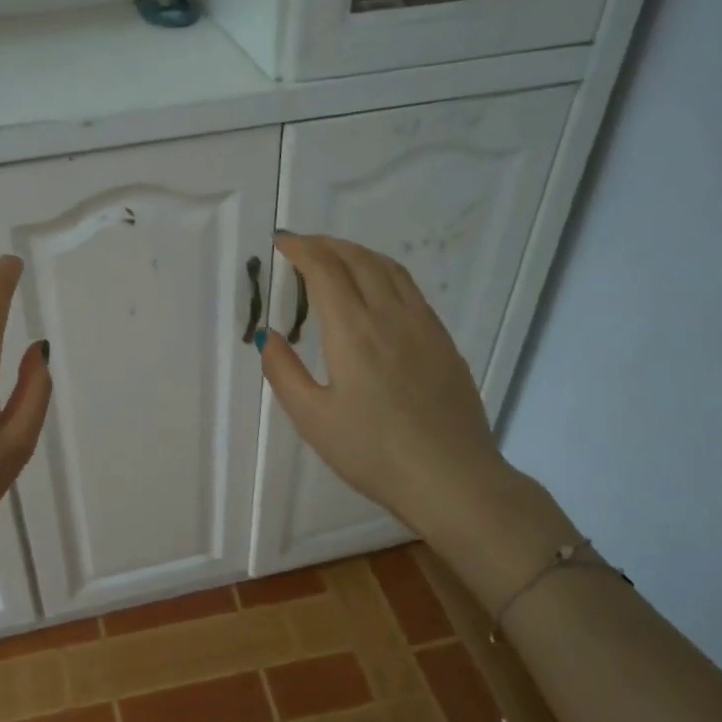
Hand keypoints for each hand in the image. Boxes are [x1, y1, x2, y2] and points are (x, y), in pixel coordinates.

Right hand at [259, 233, 573, 608]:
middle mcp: (390, 316)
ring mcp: (423, 325)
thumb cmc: (373, 453)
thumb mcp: (313, 419)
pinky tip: (376, 290)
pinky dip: (383, 272)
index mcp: (354, 331)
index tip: (281, 243)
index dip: (301, 249)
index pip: (325, 269)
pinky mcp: (443, 341)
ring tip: (336, 257)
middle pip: (358, 259)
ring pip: (389, 269)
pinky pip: (410, 289)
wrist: (452, 479)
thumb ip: (284, 372)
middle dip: (326, 244)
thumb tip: (269, 335)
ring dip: (357, 253)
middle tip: (302, 246)